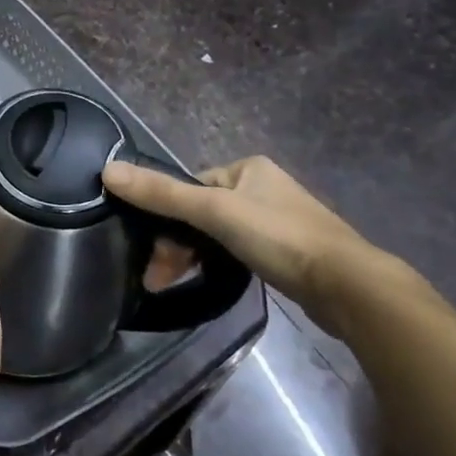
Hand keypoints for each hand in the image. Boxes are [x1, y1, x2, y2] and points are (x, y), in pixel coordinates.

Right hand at [102, 154, 373, 322]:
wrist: (348, 287)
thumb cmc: (280, 238)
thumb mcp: (214, 212)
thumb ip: (162, 194)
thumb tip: (107, 170)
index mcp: (247, 168)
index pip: (189, 186)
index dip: (166, 215)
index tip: (152, 249)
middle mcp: (261, 188)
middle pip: (200, 212)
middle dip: (176, 244)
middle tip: (157, 276)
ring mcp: (275, 220)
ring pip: (215, 234)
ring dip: (191, 257)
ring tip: (169, 284)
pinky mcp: (284, 251)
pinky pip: (235, 250)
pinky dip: (216, 264)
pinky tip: (205, 281)